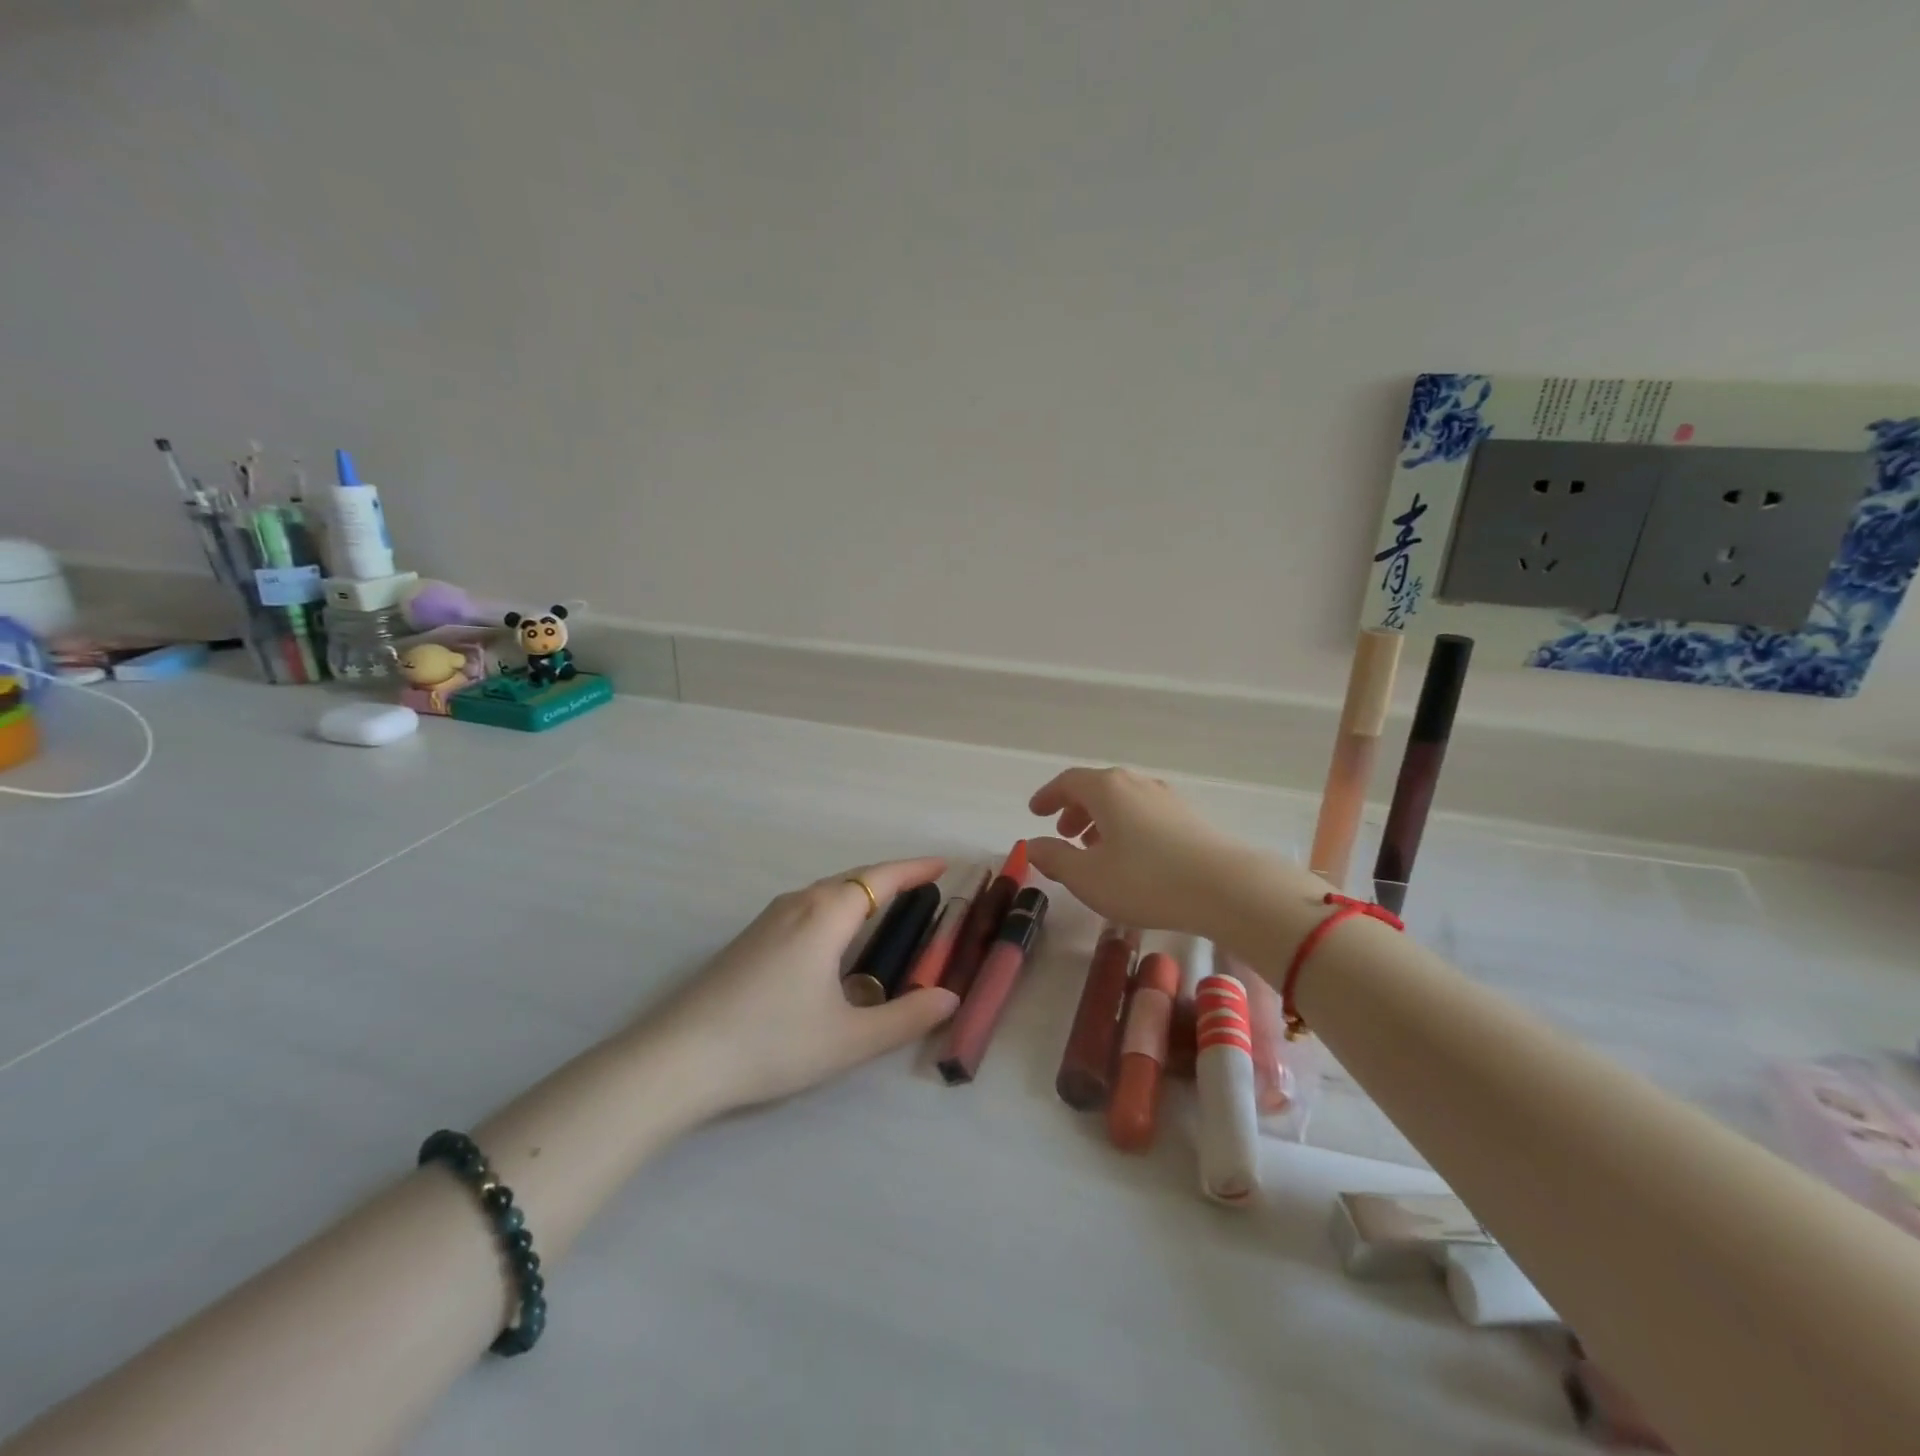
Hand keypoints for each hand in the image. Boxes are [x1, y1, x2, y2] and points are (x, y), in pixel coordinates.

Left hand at [650, 858, 960, 1113]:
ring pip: (827, 892)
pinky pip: (807, 907)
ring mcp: (769, 918)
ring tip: (888, 908)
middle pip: (854, 878)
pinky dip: (837, 908)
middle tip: (925, 886)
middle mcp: (798, 903)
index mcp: (827, 914)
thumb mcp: (850, 1038)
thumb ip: (905, 1018)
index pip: (882, 878)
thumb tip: (948, 999)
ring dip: (862, 892)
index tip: (944, 863)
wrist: (679, 1058)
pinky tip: (836, 939)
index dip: (915, 869)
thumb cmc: (773, 1042)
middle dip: (892, 878)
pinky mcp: (750, 938)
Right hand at [1028, 766, 1316, 935]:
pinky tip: (1133, 857)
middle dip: (1076, 809)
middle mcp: (1137, 784)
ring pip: (1124, 801)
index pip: (1068, 781)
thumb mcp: (1087, 876)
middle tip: (1064, 833)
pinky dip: (1128, 827)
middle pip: (1098, 787)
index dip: (1048, 796)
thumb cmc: (1145, 880)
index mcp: (1107, 789)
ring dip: (1102, 820)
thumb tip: (1032, 845)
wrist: (1226, 888)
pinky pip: (1146, 813)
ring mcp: (1168, 799)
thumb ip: (1055, 858)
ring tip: (1096, 849)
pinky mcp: (1191, 818)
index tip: (1035, 812)